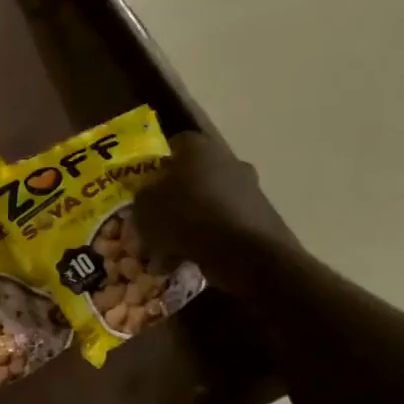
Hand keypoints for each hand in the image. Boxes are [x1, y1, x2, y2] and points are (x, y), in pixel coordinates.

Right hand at [128, 133, 302, 292]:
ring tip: (169, 250)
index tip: (146, 185)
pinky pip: (224, 224)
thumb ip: (142, 195)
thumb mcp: (145, 206)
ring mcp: (249, 188)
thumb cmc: (186, 217)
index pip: (176, 143)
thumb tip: (148, 193)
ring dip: (190, 221)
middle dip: (175, 196)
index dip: (159, 164)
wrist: (243, 251)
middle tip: (156, 219)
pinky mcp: (261, 216)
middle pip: (194, 175)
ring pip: (208, 201)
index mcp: (199, 149)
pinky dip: (208, 238)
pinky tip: (190, 260)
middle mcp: (228, 161)